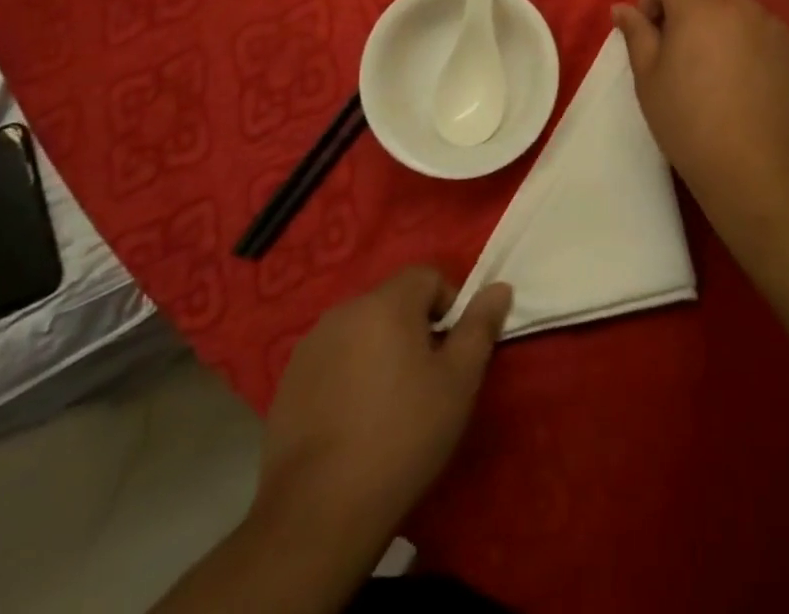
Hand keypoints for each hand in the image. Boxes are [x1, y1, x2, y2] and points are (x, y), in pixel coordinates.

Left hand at [258, 267, 511, 548]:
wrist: (319, 512)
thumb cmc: (403, 438)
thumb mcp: (458, 383)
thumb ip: (480, 327)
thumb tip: (500, 286)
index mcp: (387, 302)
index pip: (427, 276)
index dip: (448, 306)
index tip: (453, 352)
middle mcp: (345, 310)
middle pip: (392, 302)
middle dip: (414, 330)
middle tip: (426, 382)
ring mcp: (310, 345)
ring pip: (361, 331)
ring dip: (380, 352)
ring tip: (388, 406)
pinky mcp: (288, 381)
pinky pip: (332, 361)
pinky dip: (348, 377)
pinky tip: (353, 423)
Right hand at [614, 0, 788, 238]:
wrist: (760, 170)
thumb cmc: (691, 123)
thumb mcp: (649, 79)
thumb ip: (637, 35)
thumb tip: (622, 9)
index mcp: (702, 4)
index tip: (651, 33)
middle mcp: (741, 4)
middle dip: (684, 5)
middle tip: (675, 50)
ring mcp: (773, 26)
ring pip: (734, 7)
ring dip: (715, 23)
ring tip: (709, 70)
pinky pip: (759, 30)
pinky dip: (742, 42)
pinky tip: (739, 84)